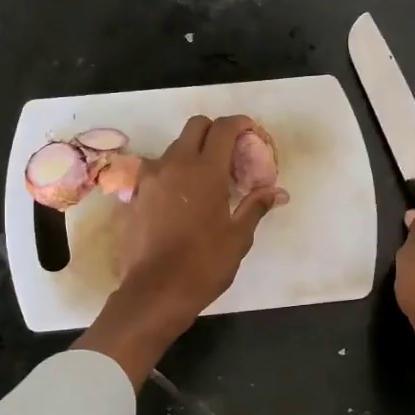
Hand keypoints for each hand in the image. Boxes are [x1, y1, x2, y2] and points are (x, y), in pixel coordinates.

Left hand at [75, 115, 285, 384]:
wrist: (156, 291)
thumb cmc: (204, 264)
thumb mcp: (238, 236)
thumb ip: (256, 206)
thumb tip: (278, 192)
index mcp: (205, 170)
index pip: (223, 128)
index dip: (240, 124)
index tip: (251, 132)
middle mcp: (175, 165)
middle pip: (195, 127)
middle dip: (215, 131)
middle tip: (230, 153)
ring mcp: (151, 178)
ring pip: (174, 148)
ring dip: (193, 152)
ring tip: (208, 178)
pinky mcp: (136, 195)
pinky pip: (158, 171)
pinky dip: (174, 173)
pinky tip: (184, 198)